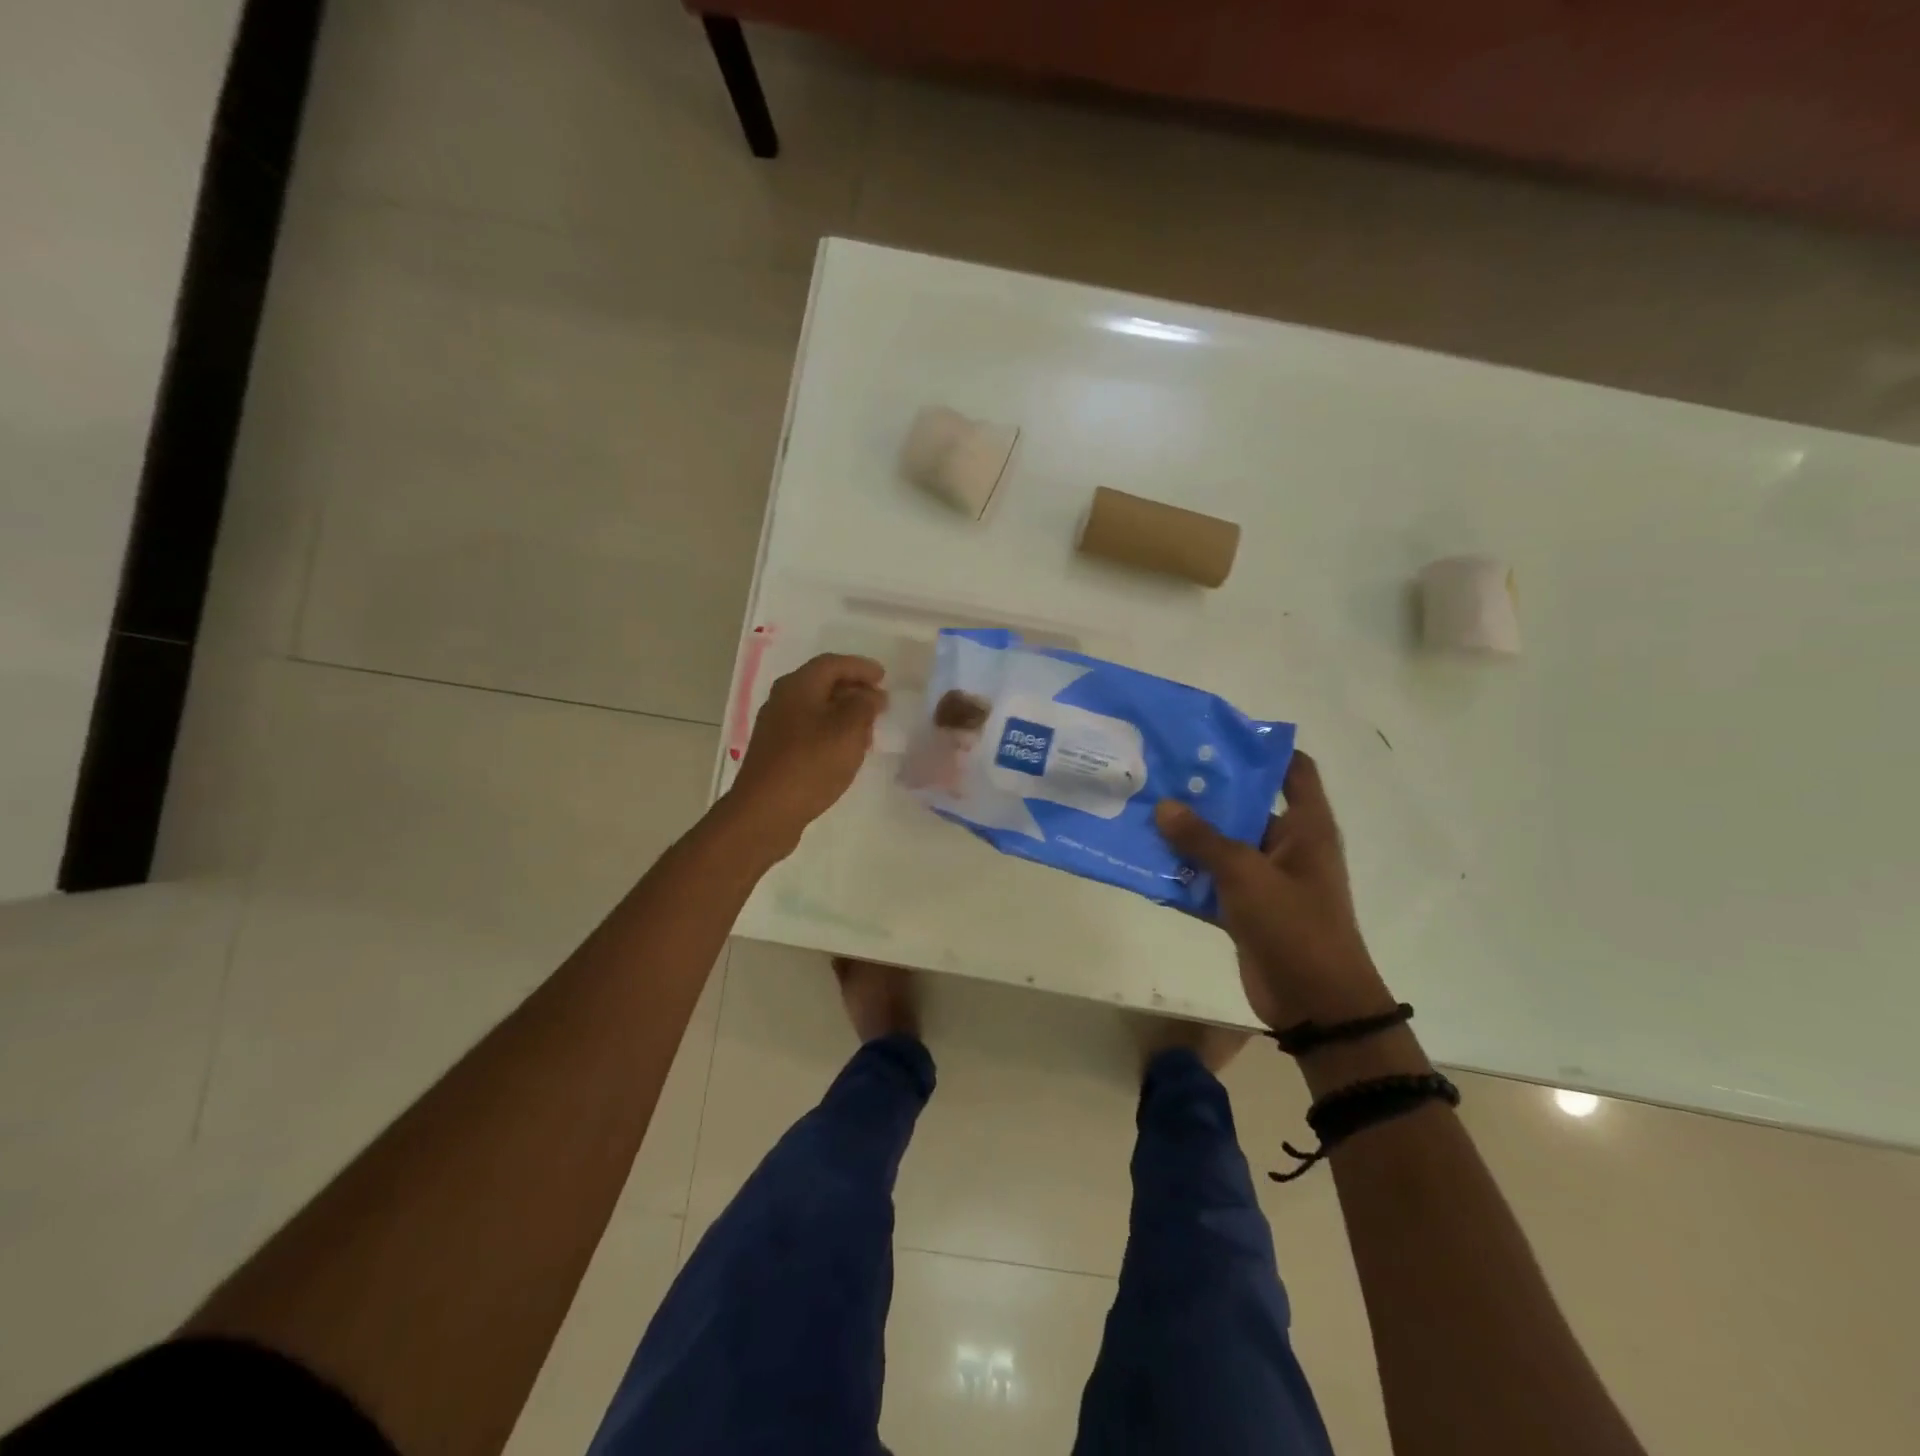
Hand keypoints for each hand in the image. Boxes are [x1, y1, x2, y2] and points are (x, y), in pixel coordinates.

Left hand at [726, 653, 886, 852]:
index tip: (884, 677)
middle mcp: (783, 699)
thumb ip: (865, 706)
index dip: (861, 667)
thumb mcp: (849, 730)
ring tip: (868, 727)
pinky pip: (809, 729)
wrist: (766, 812)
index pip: (833, 663)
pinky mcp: (776, 751)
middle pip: (822, 683)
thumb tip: (871, 695)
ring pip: (816, 708)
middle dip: (853, 689)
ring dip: (843, 712)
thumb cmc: (811, 763)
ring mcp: (776, 727)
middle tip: (879, 702)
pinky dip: (831, 731)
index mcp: (798, 686)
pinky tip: (845, 749)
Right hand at [1154, 752, 1392, 1029]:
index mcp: (1305, 827)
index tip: (1215, 738)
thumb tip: (1163, 806)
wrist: (1315, 1003)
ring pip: (1222, 846)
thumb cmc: (1294, 925)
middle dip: (1206, 793)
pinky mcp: (1246, 908)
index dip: (1260, 749)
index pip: (1293, 769)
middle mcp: (1287, 845)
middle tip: (1160, 773)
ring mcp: (1266, 879)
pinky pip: (1211, 881)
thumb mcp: (1246, 874)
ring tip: (1143, 811)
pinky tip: (1147, 862)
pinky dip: (1185, 875)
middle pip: (1246, 805)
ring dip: (1188, 836)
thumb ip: (1202, 839)